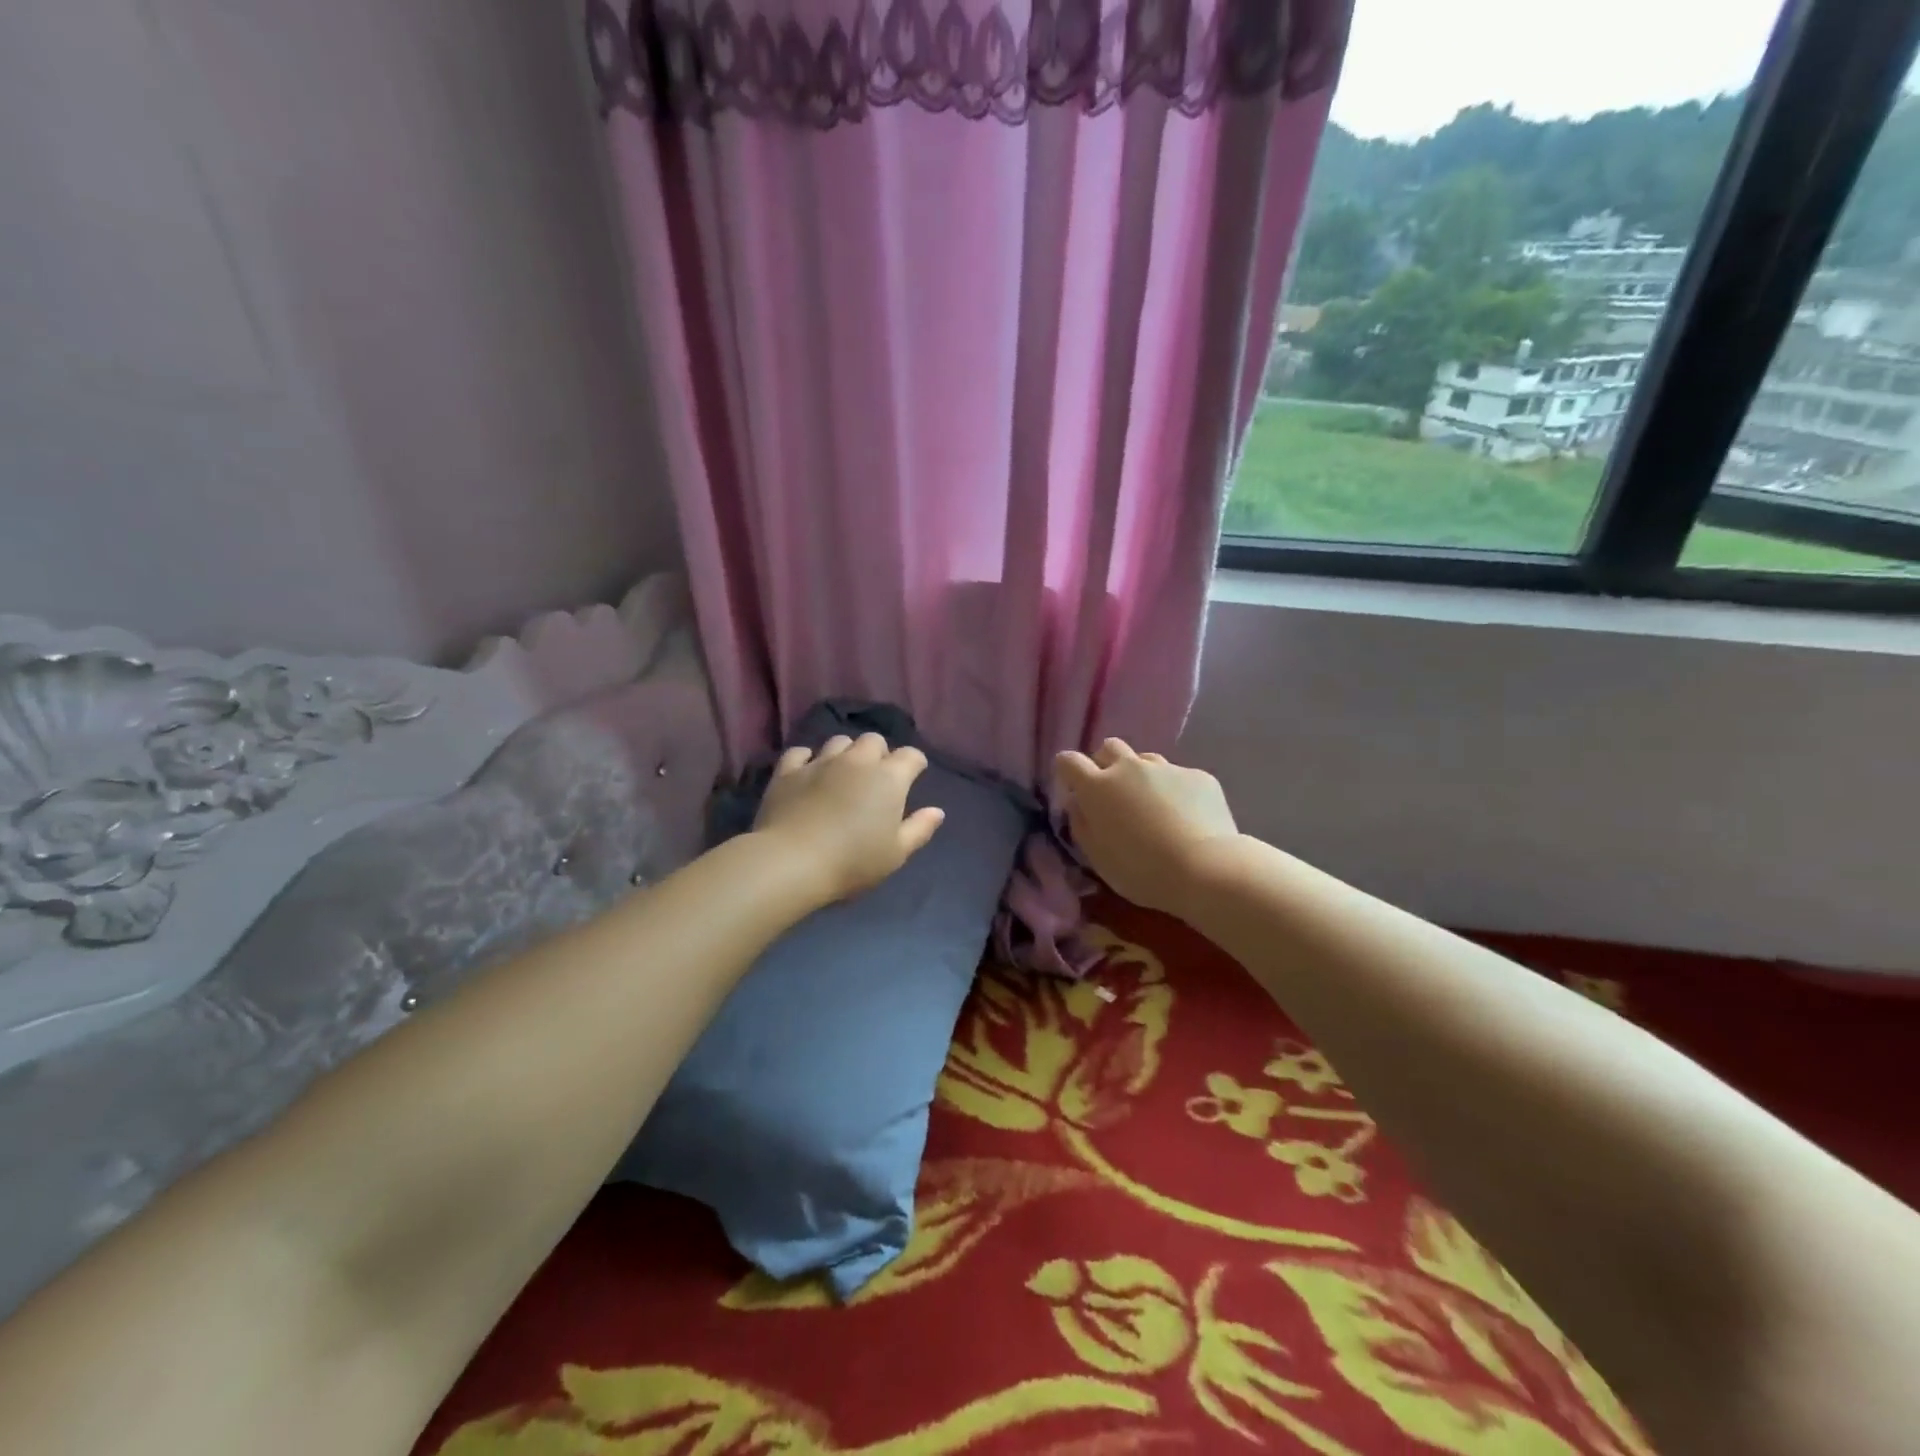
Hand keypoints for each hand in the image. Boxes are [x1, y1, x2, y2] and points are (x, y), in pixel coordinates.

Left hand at [753, 733, 945, 903]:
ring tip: (842, 774)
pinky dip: (807, 760)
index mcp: (889, 778)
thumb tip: (937, 811)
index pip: (911, 756)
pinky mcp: (788, 771)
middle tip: (875, 777)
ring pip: (838, 742)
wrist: (792, 862)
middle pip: (873, 740)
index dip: (914, 764)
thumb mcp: (896, 854)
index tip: (913, 777)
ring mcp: (820, 762)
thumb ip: (919, 829)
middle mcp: (857, 761)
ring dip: (845, 753)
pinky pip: (800, 753)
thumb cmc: (853, 861)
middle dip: (879, 753)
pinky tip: (807, 773)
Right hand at [1054, 739, 1238, 915]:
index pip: (1069, 761)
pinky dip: (1175, 791)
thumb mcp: (1098, 857)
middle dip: (1106, 764)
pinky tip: (1186, 818)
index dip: (1067, 770)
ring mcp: (1166, 768)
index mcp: (1098, 787)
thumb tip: (1079, 803)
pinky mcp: (1198, 775)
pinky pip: (1178, 776)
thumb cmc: (1142, 871)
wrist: (1206, 869)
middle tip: (1113, 794)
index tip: (1073, 786)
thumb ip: (1082, 824)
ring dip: (1141, 776)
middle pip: (1109, 748)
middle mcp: (1129, 768)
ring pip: (1145, 760)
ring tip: (1153, 806)